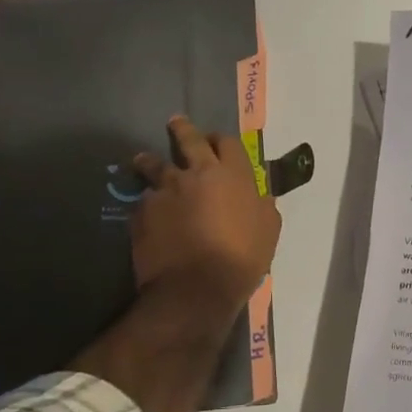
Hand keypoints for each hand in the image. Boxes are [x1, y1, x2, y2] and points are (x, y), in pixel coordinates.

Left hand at [131, 115, 280, 315]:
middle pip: (188, 139)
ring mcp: (166, 190)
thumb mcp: (268, 231)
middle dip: (182, 129)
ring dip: (151, 161)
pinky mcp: (143, 211)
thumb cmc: (241, 259)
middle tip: (175, 123)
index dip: (221, 140)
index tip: (215, 140)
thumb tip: (261, 196)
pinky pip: (144, 200)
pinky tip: (147, 213)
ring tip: (143, 161)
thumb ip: (263, 206)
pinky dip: (147, 203)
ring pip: (155, 165)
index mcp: (233, 175)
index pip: (228, 142)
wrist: (195, 288)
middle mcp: (197, 173)